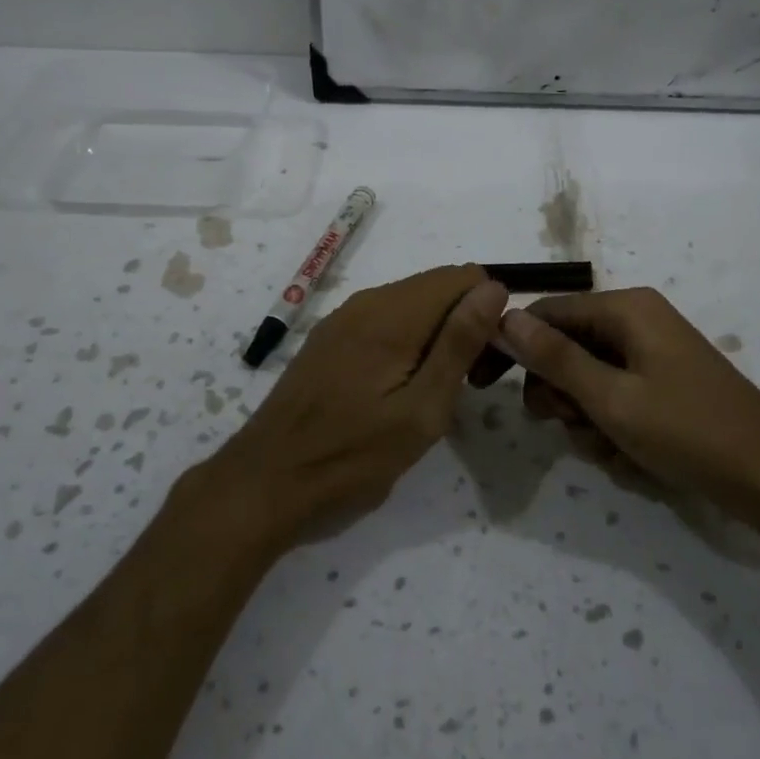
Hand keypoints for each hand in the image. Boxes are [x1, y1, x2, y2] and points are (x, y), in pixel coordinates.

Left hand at [190, 266, 507, 556]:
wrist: (267, 481)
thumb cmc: (352, 455)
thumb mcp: (421, 410)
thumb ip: (459, 344)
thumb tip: (493, 287)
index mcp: (392, 315)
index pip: (463, 277)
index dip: (486, 312)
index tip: (483, 363)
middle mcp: (367, 302)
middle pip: (438, 287)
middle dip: (464, 323)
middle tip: (463, 386)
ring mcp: (343, 318)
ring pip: (412, 304)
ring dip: (436, 335)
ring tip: (431, 394)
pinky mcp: (329, 337)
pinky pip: (384, 320)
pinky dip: (406, 341)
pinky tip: (397, 389)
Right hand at [493, 288, 759, 519]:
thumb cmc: (688, 431)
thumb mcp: (611, 398)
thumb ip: (555, 357)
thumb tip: (504, 317)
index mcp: (627, 309)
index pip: (547, 313)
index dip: (513, 345)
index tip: (484, 383)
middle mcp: (637, 322)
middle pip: (566, 347)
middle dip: (559, 391)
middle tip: (567, 422)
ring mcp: (652, 355)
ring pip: (587, 380)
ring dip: (585, 417)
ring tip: (610, 447)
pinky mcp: (662, 385)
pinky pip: (614, 397)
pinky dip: (611, 426)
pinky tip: (631, 455)